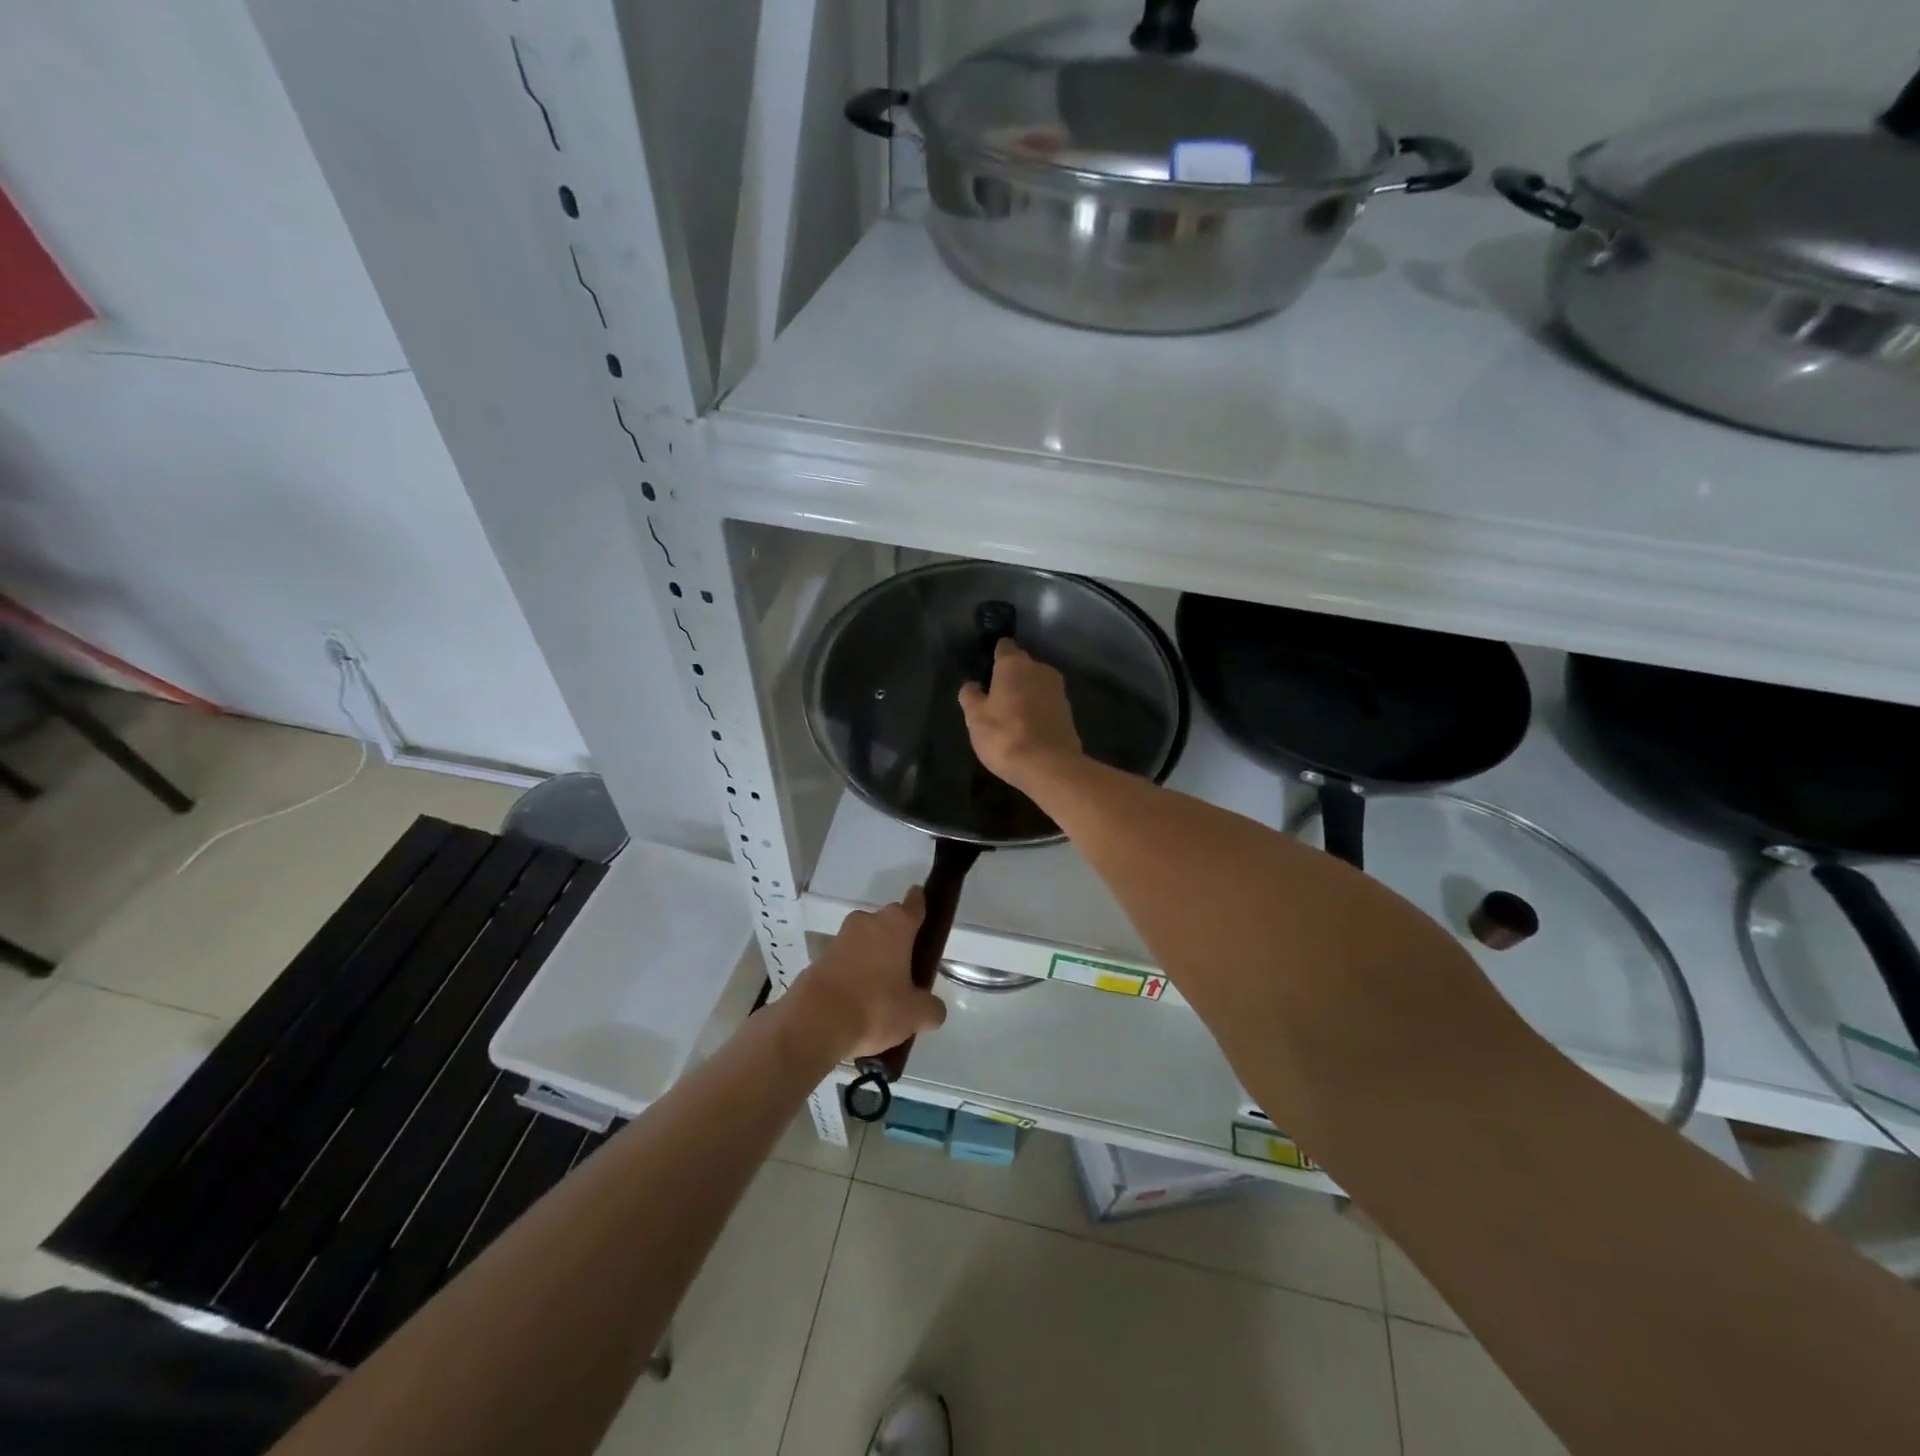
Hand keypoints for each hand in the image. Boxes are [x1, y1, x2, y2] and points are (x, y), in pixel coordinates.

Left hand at [792, 888, 946, 1058]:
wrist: (815, 1023)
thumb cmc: (875, 1007)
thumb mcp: (915, 1015)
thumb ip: (931, 1008)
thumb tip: (933, 1008)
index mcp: (896, 925)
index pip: (914, 903)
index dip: (921, 904)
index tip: (924, 909)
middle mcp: (867, 922)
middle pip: (888, 924)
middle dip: (896, 941)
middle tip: (907, 970)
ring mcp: (839, 939)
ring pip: (864, 943)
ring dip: (872, 959)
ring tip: (881, 993)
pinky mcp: (818, 959)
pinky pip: (844, 962)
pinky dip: (852, 975)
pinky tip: (857, 1003)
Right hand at [958, 639, 1082, 792]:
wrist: (1049, 766)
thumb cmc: (1005, 736)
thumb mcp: (975, 718)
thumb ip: (970, 696)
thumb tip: (972, 685)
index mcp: (1014, 664)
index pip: (1003, 647)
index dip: (994, 656)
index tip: (985, 671)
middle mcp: (1040, 669)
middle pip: (1021, 665)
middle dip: (1009, 676)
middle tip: (994, 697)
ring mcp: (1058, 689)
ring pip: (1035, 684)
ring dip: (1025, 694)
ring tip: (1010, 715)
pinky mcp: (1068, 711)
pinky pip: (1046, 702)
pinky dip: (1037, 709)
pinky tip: (1027, 727)